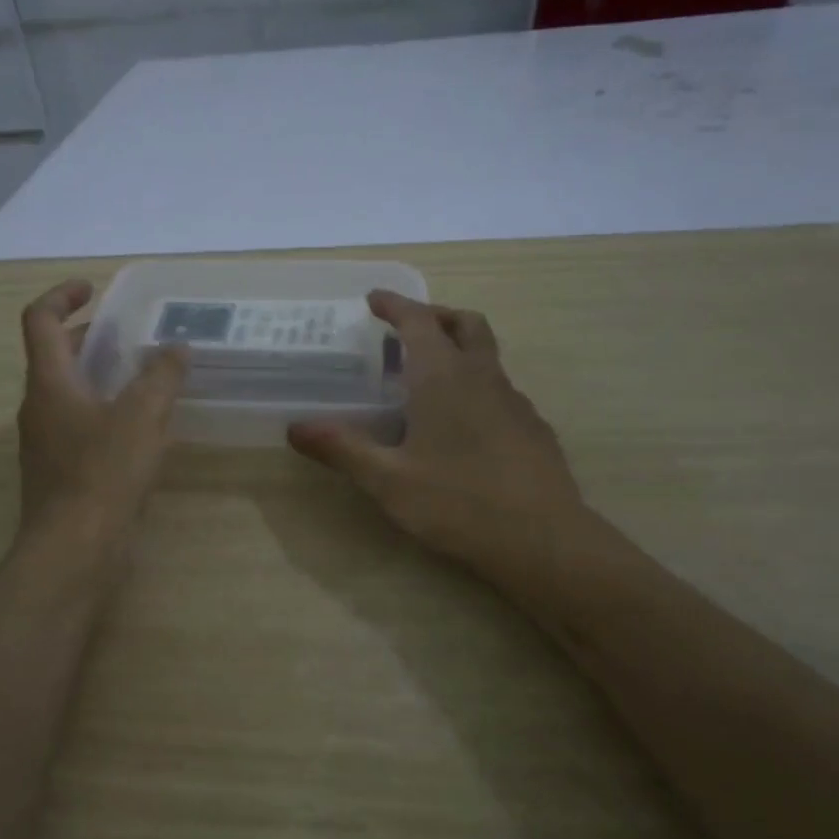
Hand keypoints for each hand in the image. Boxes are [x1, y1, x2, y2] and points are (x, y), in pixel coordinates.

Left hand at [16, 280, 187, 550]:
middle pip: (52, 356)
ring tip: (140, 377)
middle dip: (85, 336)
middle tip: (125, 333)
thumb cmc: (103, 474)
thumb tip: (176, 348)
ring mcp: (45, 443)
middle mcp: (38, 407)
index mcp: (49, 383)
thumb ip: (161, 377)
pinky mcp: (59, 472)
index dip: (61, 296)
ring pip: (66, 393)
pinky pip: (78, 426)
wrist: (74, 550)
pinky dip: (103, 411)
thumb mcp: (142, 417)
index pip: (38, 320)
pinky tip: (138, 429)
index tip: (92, 288)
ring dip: (96, 376)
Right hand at [287, 291, 594, 591]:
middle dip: (435, 316)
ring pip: (487, 356)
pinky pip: (500, 390)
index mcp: (443, 378)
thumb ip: (342, 449)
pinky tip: (462, 426)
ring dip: (458, 350)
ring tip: (428, 380)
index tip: (374, 298)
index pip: (418, 322)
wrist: (543, 540)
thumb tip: (295, 427)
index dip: (395, 305)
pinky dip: (476, 386)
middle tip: (407, 330)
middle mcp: (483, 377)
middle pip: (465, 324)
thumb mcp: (388, 480)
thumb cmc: (458, 503)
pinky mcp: (533, 429)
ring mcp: (515, 402)